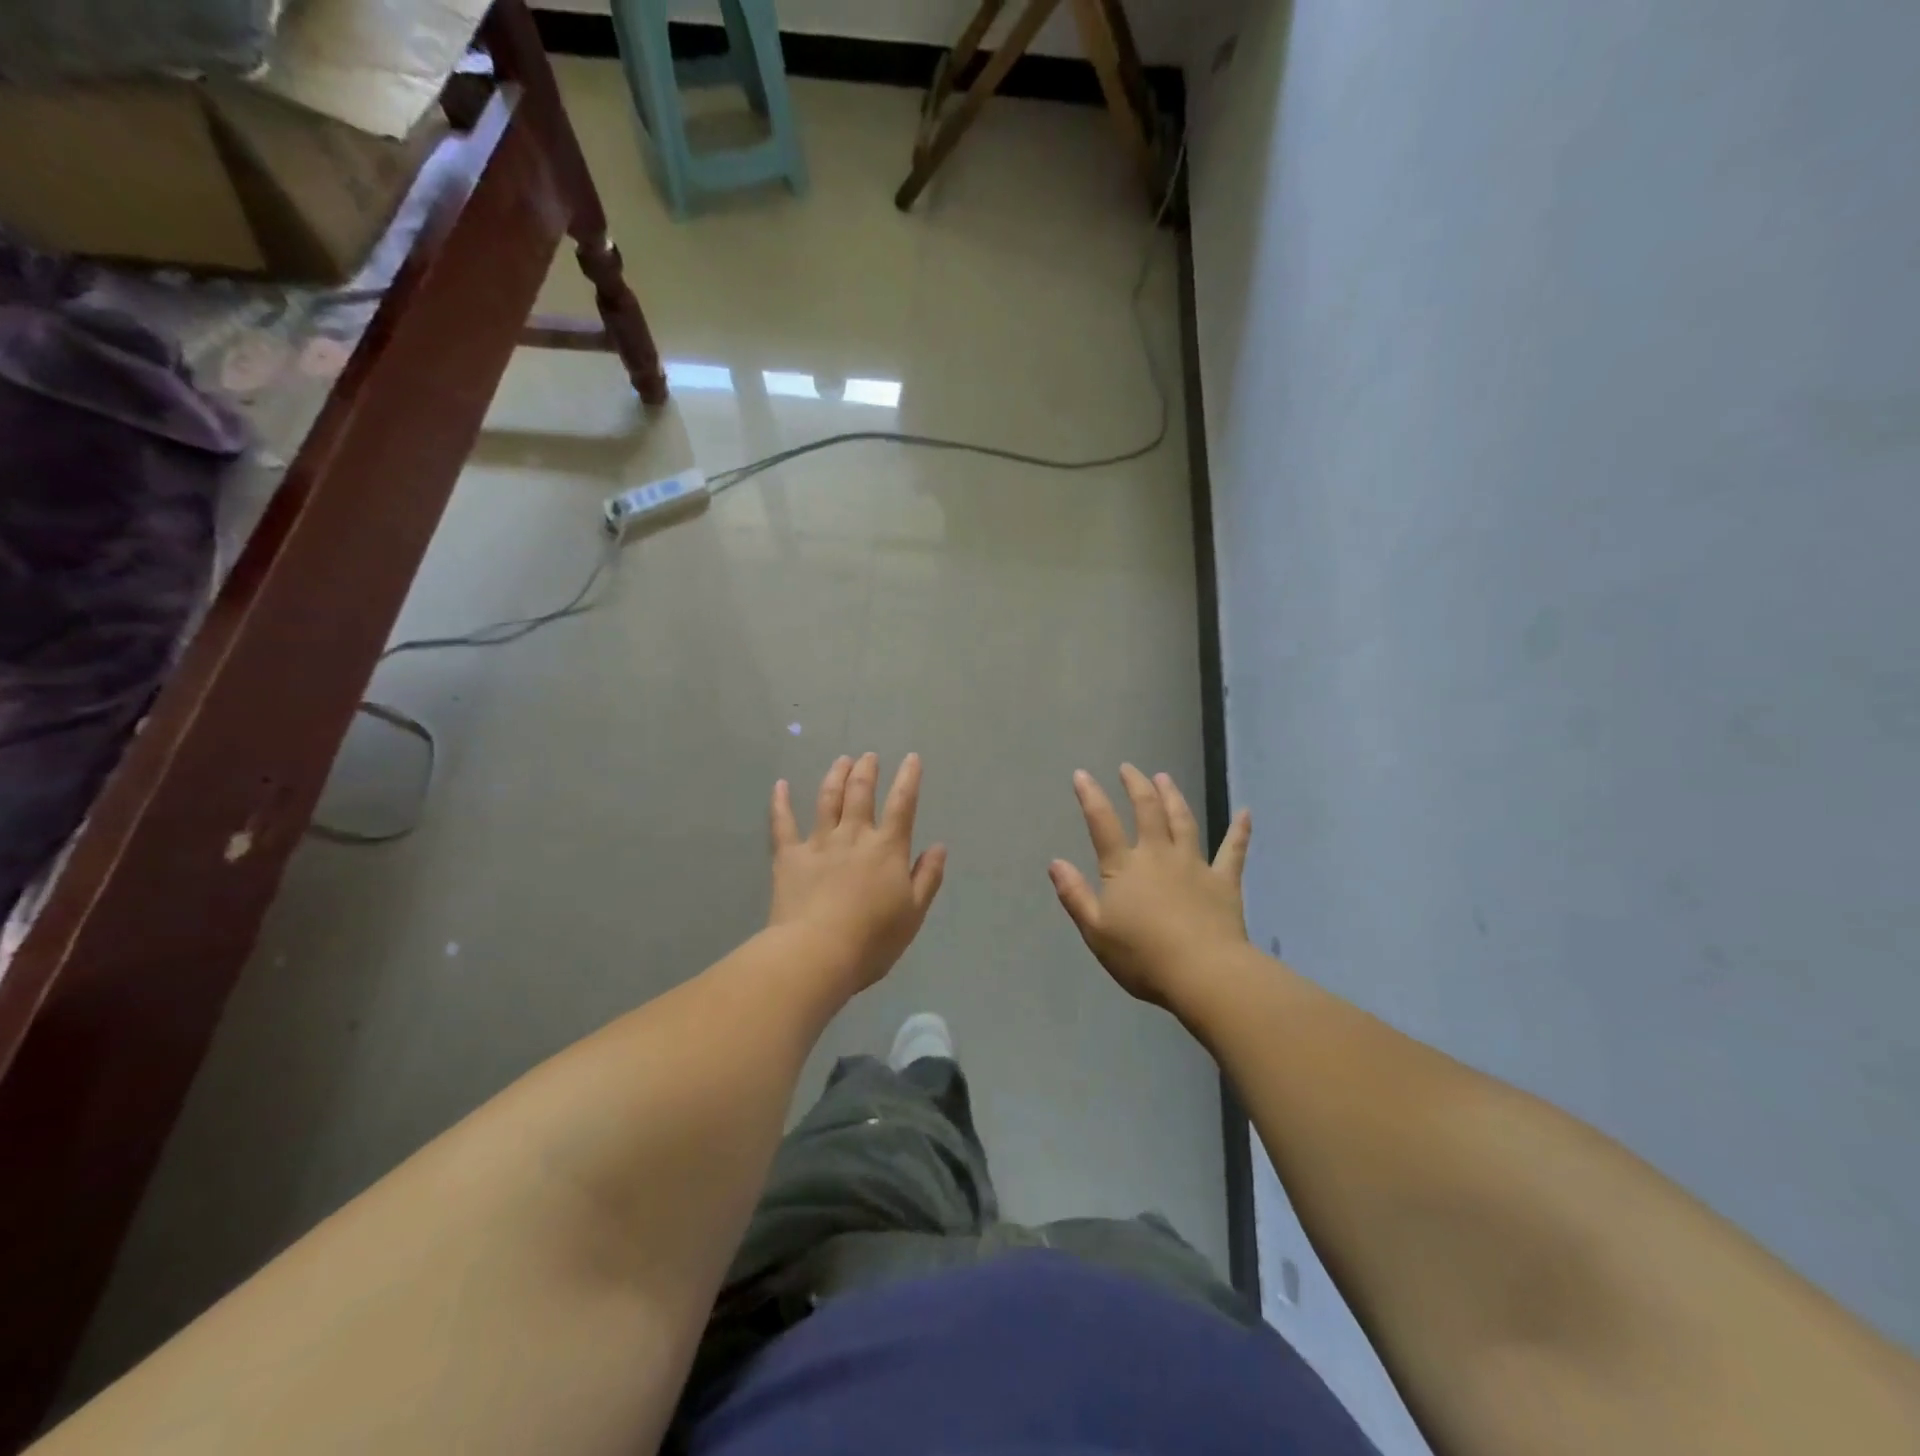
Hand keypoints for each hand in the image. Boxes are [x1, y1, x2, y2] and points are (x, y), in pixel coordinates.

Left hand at [769, 753, 946, 994]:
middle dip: (867, 771)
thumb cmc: (873, 939)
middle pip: (861, 793)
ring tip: (841, 760)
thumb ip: (927, 877)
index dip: (908, 779)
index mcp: (887, 849)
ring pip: (827, 800)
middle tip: (868, 756)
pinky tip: (780, 785)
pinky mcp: (789, 857)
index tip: (911, 758)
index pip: (902, 805)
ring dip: (835, 776)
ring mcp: (819, 843)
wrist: (817, 953)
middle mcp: (854, 836)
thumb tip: (939, 847)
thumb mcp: (913, 913)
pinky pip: (783, 824)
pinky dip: (780, 802)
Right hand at [1049, 765, 1251, 1007]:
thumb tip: (1056, 862)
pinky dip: (1239, 830)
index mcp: (1125, 868)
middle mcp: (1159, 856)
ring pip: (1183, 821)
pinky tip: (1246, 813)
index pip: (1103, 823)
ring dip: (1173, 797)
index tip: (1083, 775)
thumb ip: (1075, 895)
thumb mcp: (1095, 931)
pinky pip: (1233, 850)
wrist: (1203, 973)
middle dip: (1136, 786)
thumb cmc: (1143, 956)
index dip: (1091, 796)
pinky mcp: (1224, 881)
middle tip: (1129, 768)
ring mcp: (1194, 865)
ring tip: (1165, 778)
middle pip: (1147, 811)